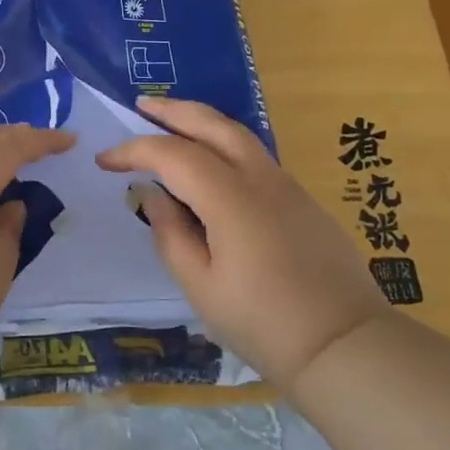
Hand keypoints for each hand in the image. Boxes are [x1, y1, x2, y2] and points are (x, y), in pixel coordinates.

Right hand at [96, 96, 390, 387]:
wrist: (345, 345)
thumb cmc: (263, 322)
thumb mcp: (200, 286)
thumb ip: (170, 233)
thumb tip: (151, 194)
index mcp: (230, 199)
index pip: (173, 155)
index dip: (134, 151)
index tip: (105, 161)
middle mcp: (261, 179)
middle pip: (213, 125)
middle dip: (173, 111)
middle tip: (141, 105)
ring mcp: (287, 186)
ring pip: (239, 134)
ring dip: (201, 121)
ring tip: (172, 122)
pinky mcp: (303, 200)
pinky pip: (255, 156)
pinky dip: (224, 144)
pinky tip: (211, 163)